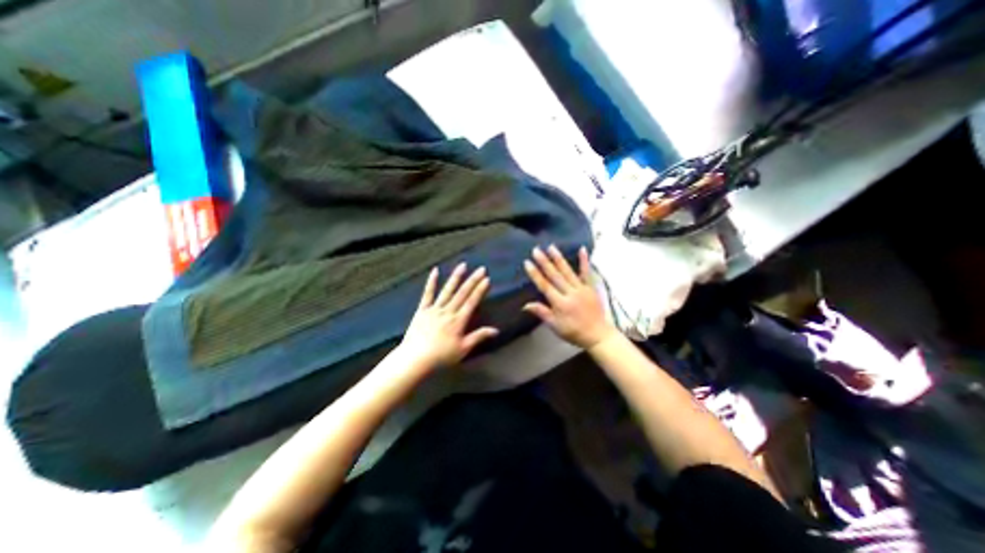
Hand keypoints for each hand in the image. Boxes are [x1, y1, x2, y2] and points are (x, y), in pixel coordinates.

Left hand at [396, 263, 495, 370]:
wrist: (415, 359)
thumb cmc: (441, 356)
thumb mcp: (463, 349)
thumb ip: (478, 337)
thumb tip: (496, 330)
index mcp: (458, 321)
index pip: (472, 302)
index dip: (480, 290)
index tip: (487, 279)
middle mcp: (448, 311)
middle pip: (462, 293)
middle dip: (473, 280)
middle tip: (481, 268)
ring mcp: (434, 309)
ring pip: (447, 290)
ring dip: (456, 277)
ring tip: (463, 265)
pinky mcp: (422, 310)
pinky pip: (427, 294)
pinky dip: (431, 282)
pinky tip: (435, 271)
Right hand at [522, 246, 613, 350]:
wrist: (598, 335)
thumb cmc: (574, 332)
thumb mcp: (555, 326)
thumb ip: (542, 313)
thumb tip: (525, 304)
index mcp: (560, 303)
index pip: (545, 286)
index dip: (535, 274)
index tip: (528, 263)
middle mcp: (570, 293)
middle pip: (555, 275)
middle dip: (544, 262)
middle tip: (536, 250)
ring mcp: (581, 289)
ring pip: (568, 271)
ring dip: (559, 258)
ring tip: (551, 247)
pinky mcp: (590, 287)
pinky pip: (587, 273)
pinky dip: (584, 261)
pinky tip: (582, 249)